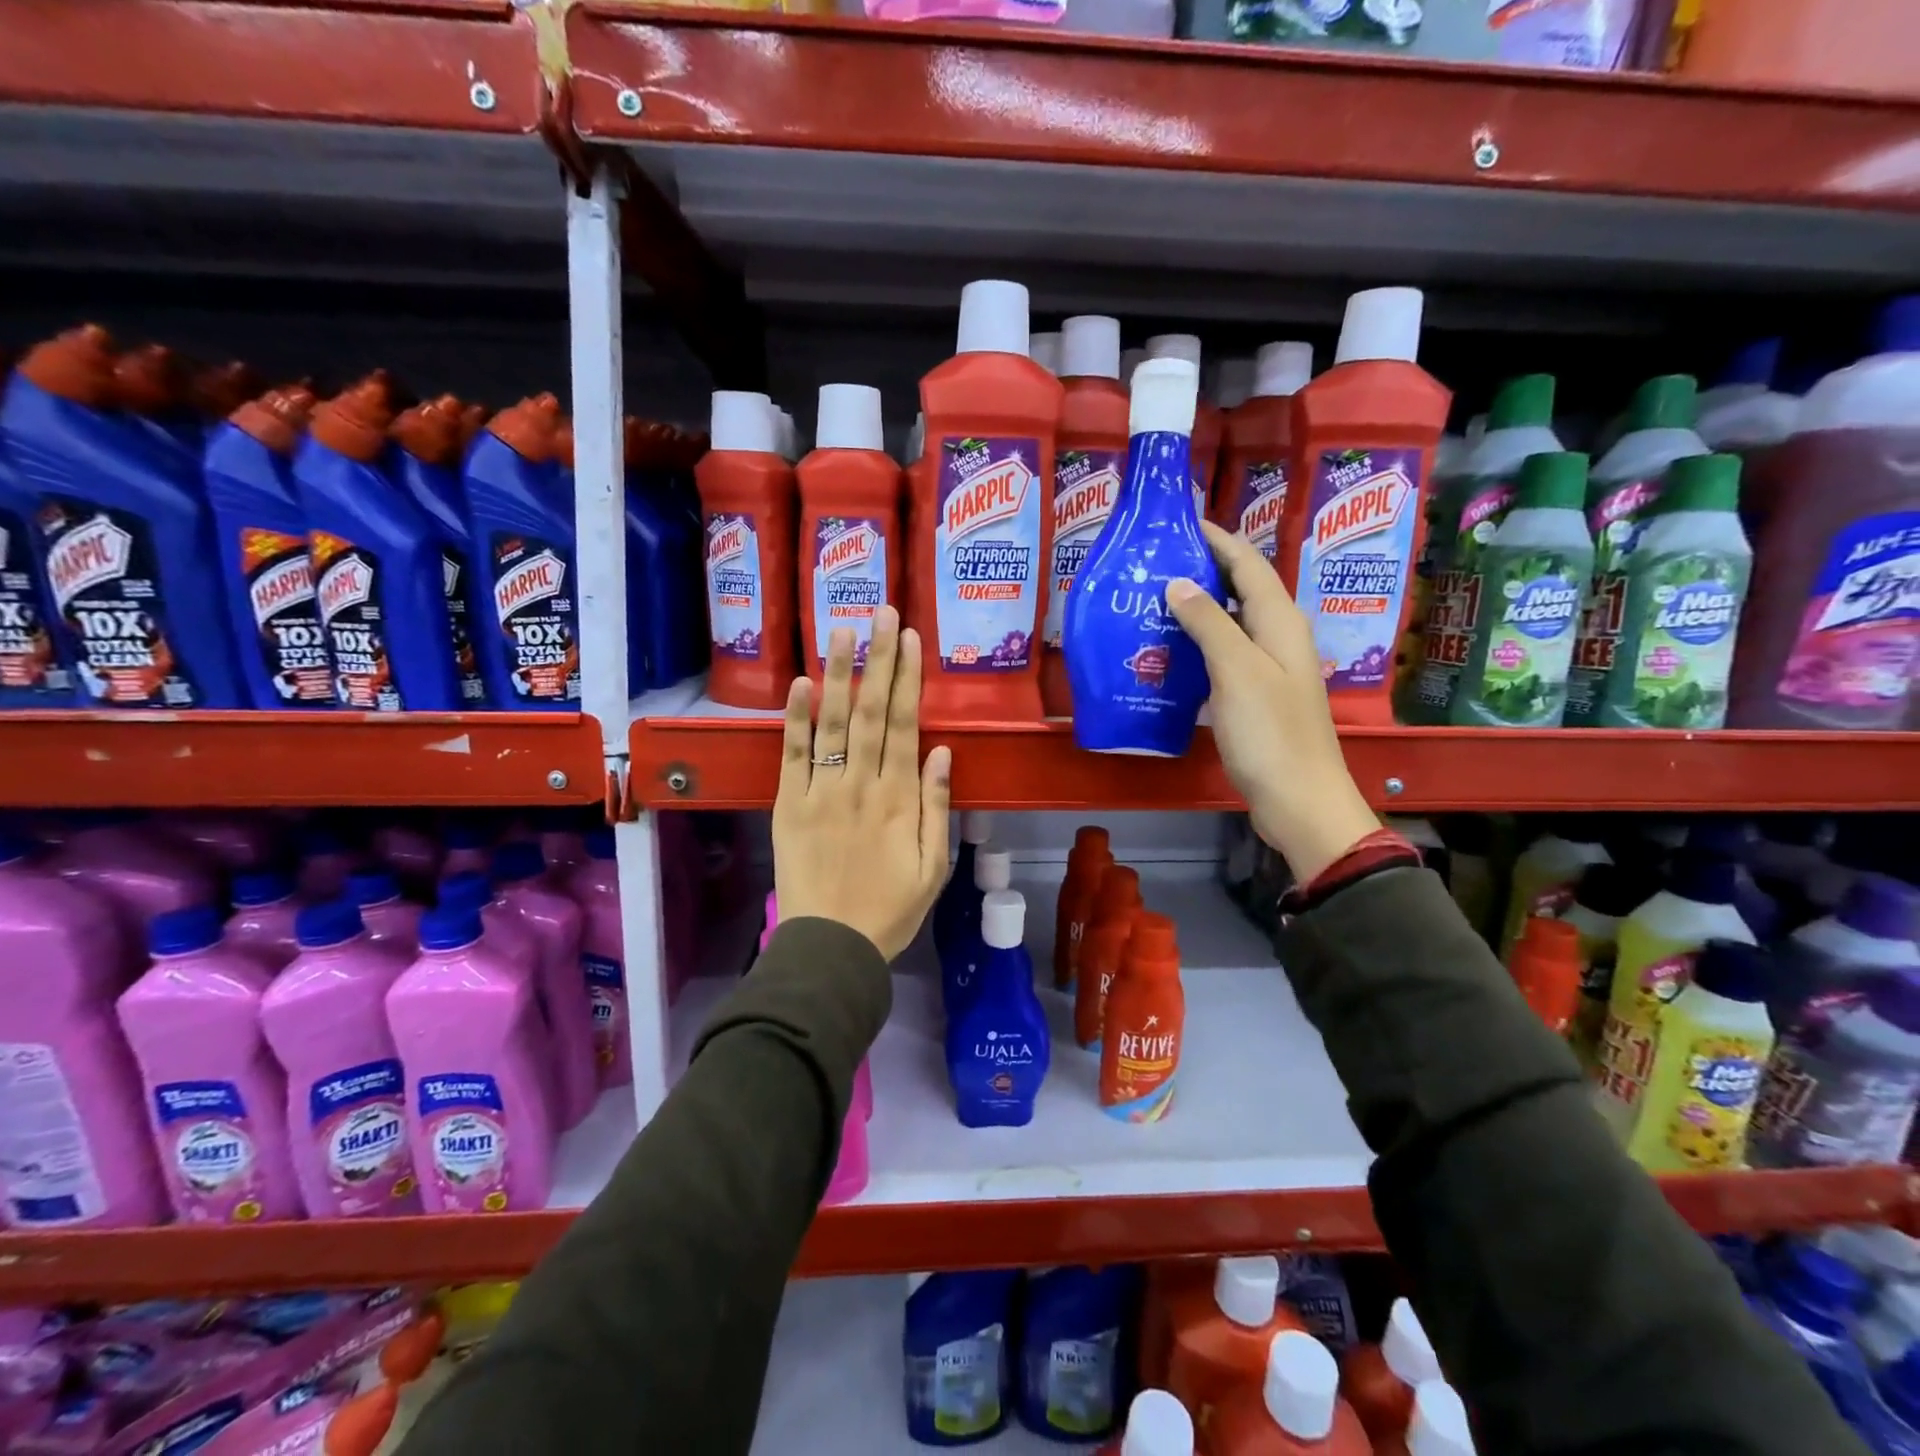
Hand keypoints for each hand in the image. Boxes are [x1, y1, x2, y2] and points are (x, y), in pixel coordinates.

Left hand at [773, 606, 952, 961]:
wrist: (831, 946)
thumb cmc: (890, 910)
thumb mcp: (934, 867)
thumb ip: (938, 807)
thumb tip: (943, 751)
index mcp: (900, 799)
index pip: (905, 725)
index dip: (907, 679)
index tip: (908, 639)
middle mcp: (862, 785)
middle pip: (872, 712)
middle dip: (877, 659)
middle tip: (880, 613)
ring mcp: (822, 792)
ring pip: (833, 723)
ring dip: (838, 673)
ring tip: (842, 629)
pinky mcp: (789, 805)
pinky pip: (792, 755)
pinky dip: (796, 718)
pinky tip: (800, 682)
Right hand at [1165, 521, 1377, 883]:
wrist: (1299, 799)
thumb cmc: (1269, 733)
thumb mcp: (1236, 671)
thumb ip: (1209, 623)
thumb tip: (1178, 583)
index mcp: (1280, 622)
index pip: (1248, 564)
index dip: (1218, 539)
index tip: (1181, 522)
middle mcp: (1279, 637)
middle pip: (1242, 589)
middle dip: (1204, 569)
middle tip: (1156, 562)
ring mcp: (1269, 668)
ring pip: (1232, 623)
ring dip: (1199, 607)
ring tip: (1154, 599)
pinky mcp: (1256, 696)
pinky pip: (1226, 655)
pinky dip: (1200, 644)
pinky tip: (1170, 651)